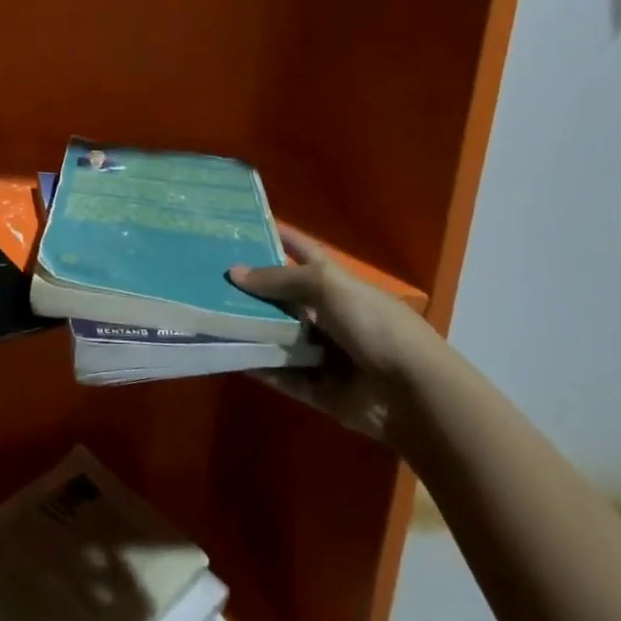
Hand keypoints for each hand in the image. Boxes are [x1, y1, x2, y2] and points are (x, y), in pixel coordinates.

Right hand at [227, 227, 446, 445]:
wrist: (413, 394)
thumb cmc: (374, 325)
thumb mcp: (328, 287)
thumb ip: (279, 279)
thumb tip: (234, 273)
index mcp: (338, 283)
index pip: (303, 252)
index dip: (280, 237)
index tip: (244, 226)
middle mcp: (329, 315)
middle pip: (283, 298)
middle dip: (251, 289)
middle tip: (208, 278)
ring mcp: (324, 352)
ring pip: (278, 337)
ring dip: (249, 328)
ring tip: (208, 317)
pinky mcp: (318, 388)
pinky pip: (281, 374)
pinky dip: (258, 366)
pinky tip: (227, 355)